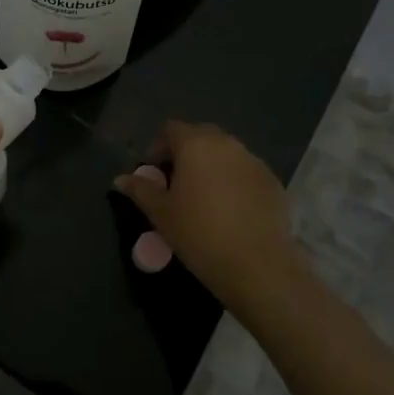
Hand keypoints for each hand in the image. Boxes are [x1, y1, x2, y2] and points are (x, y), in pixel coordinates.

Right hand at [114, 121, 308, 320]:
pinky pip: (246, 172)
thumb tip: (120, 178)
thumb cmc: (199, 234)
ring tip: (205, 197)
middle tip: (177, 183)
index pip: (171, 129)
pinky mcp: (273, 181)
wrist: (257, 265)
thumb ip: (141, 190)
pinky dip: (234, 182)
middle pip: (200, 136)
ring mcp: (253, 161)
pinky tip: (231, 210)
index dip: (158, 146)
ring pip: (226, 153)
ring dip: (211, 166)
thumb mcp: (162, 214)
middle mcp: (226, 143)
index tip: (154, 172)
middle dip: (185, 153)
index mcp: (195, 144)